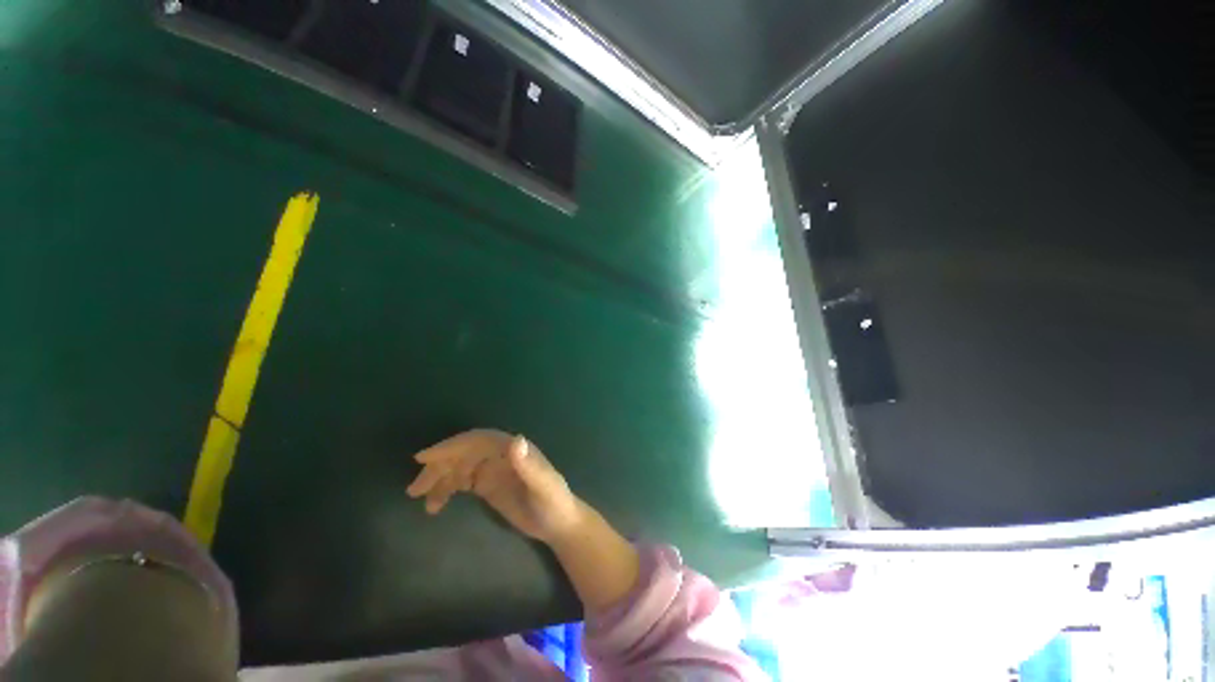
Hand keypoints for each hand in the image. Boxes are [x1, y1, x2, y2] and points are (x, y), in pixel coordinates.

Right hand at [406, 429, 582, 542]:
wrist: (559, 524)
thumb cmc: (554, 503)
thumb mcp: (544, 486)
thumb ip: (530, 465)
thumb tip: (515, 439)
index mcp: (514, 449)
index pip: (478, 441)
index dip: (452, 445)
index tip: (424, 457)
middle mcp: (502, 456)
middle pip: (465, 453)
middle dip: (440, 465)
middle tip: (415, 488)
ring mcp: (495, 471)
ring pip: (461, 467)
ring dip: (440, 479)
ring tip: (422, 500)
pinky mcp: (490, 486)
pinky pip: (464, 481)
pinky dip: (448, 489)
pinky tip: (436, 505)